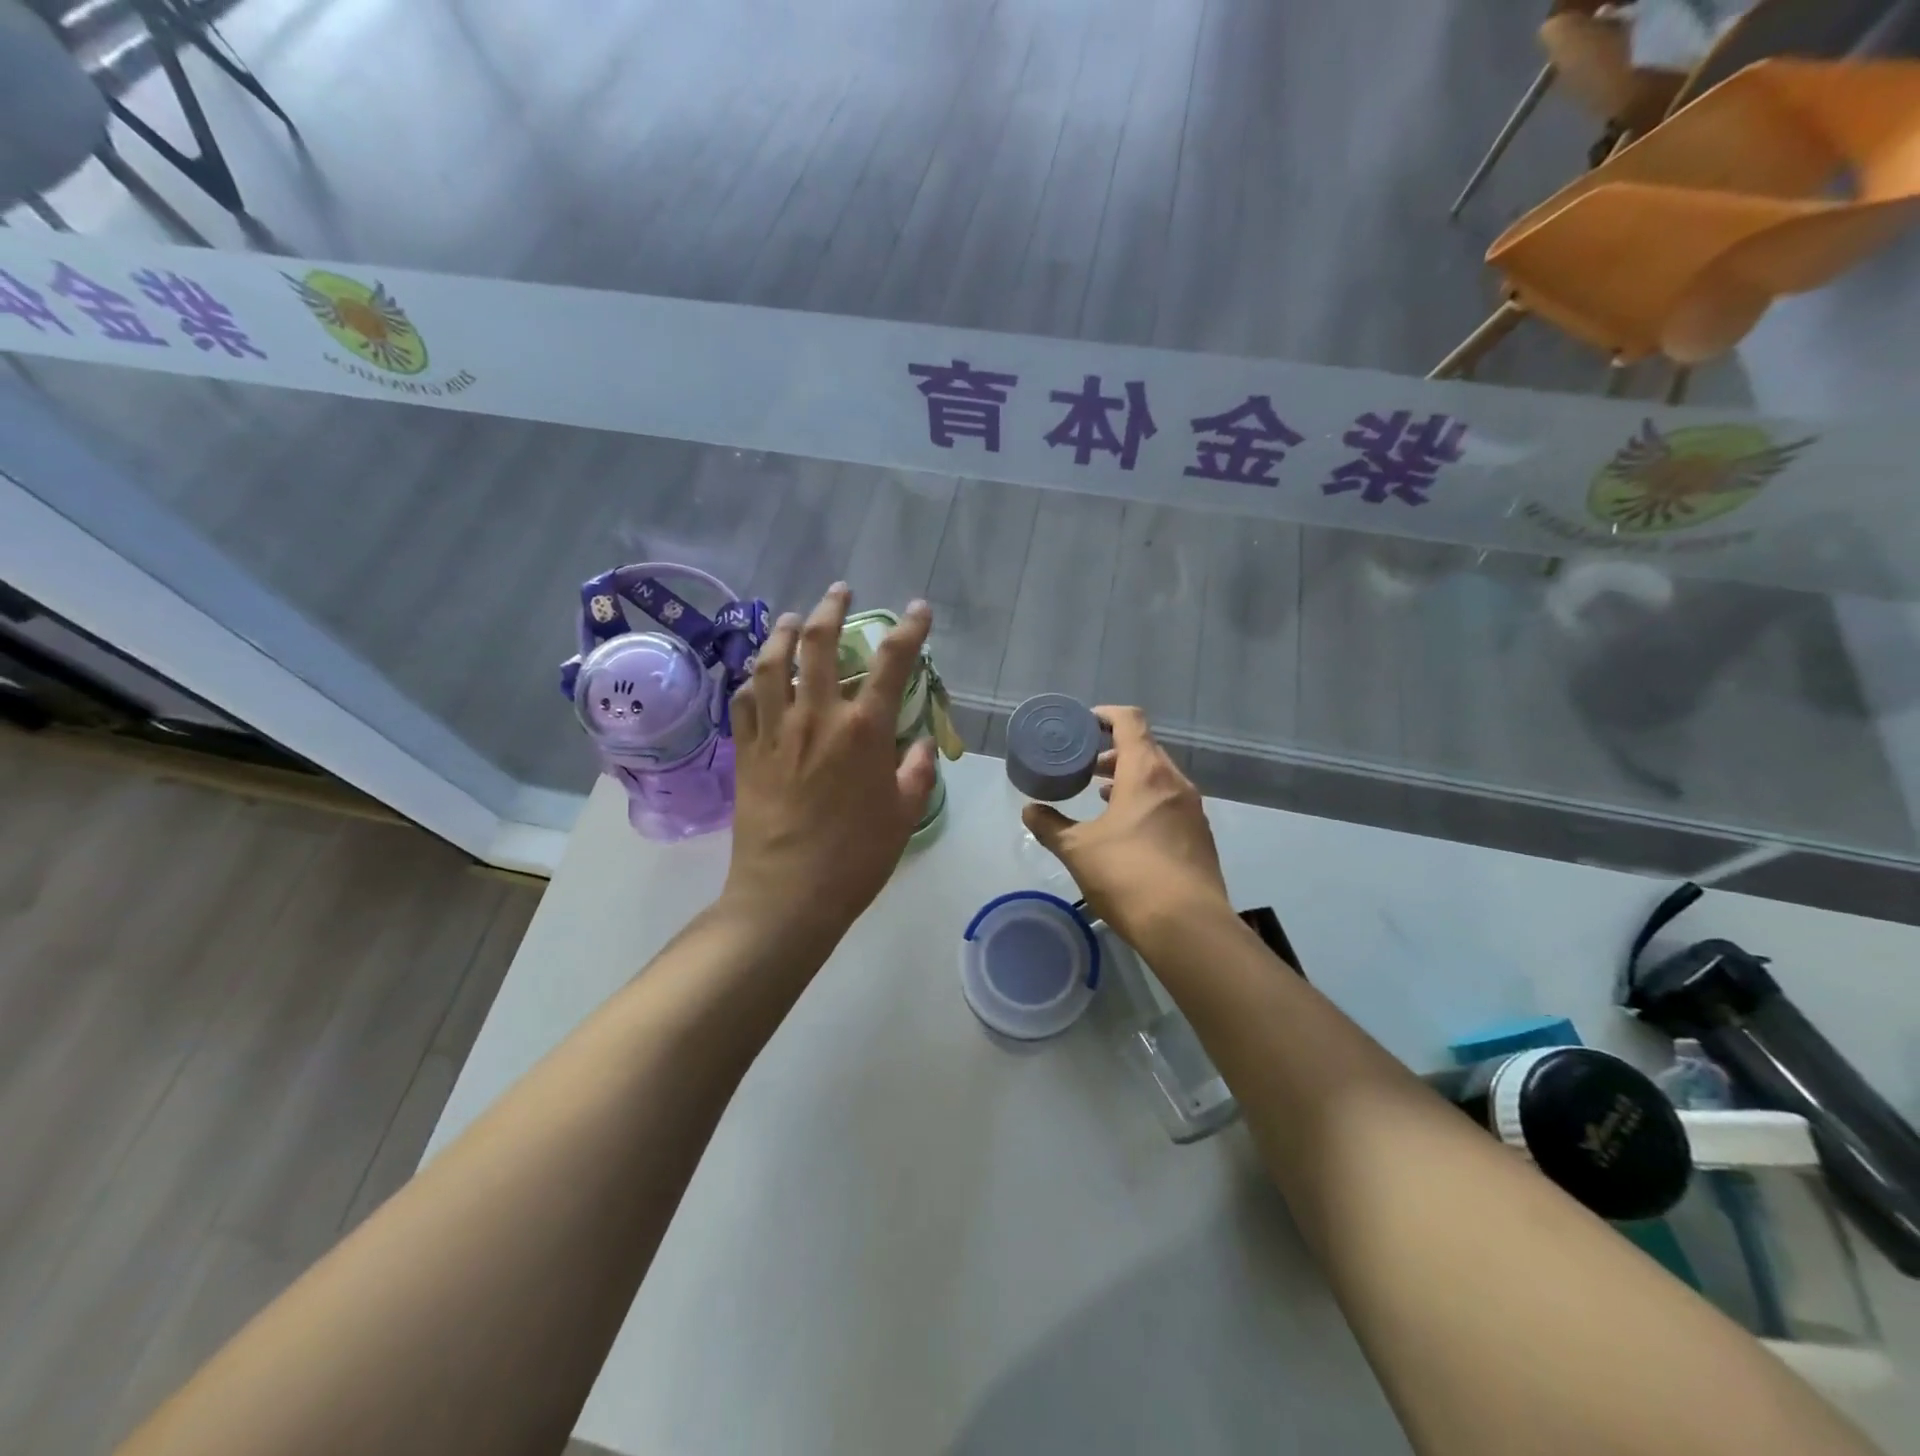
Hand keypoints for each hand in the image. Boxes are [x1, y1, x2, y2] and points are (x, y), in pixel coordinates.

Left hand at [722, 584, 937, 945]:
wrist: (787, 895)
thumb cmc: (856, 859)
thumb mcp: (903, 817)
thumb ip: (916, 774)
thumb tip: (919, 747)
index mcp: (864, 731)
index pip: (892, 662)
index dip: (909, 629)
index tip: (917, 609)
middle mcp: (817, 717)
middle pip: (819, 645)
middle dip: (831, 609)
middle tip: (839, 592)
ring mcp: (775, 732)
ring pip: (771, 663)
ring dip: (783, 633)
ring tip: (792, 619)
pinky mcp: (746, 753)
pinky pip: (743, 702)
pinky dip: (750, 680)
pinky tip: (757, 676)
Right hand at [1022, 706, 1231, 948]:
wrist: (1187, 926)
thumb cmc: (1127, 875)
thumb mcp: (1078, 850)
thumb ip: (1050, 826)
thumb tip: (1029, 811)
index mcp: (1146, 772)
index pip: (1130, 721)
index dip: (1106, 715)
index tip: (1085, 723)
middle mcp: (1175, 782)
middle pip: (1146, 748)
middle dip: (1115, 751)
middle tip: (1086, 765)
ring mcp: (1192, 809)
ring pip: (1160, 777)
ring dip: (1131, 777)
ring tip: (1102, 794)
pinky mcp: (1200, 836)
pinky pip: (1170, 802)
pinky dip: (1147, 800)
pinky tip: (1129, 827)